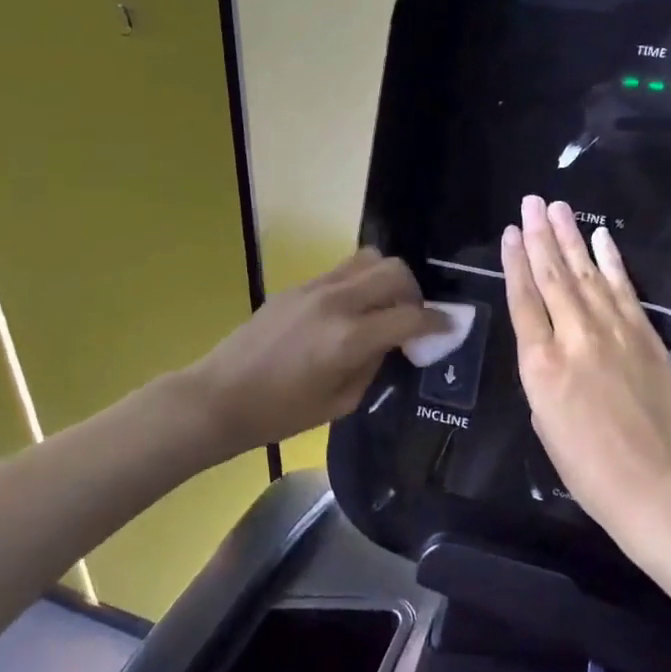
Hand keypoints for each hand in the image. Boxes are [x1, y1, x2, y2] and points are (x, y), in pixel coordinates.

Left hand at [187, 249, 445, 453]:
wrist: (221, 395)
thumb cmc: (280, 412)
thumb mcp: (340, 402)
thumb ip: (373, 365)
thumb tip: (391, 342)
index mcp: (348, 339)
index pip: (410, 317)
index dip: (437, 322)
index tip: (449, 328)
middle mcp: (336, 302)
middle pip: (394, 272)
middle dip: (415, 293)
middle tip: (412, 319)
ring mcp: (314, 288)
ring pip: (368, 259)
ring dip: (387, 279)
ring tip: (384, 308)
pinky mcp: (297, 286)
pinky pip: (342, 270)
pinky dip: (361, 282)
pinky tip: (354, 310)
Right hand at [502, 196, 670, 536]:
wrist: (659, 487)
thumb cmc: (588, 469)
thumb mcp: (544, 423)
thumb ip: (542, 376)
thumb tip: (550, 349)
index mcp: (540, 364)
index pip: (523, 299)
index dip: (515, 262)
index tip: (511, 232)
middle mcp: (574, 337)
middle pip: (552, 277)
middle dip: (540, 236)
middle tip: (531, 202)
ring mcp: (614, 332)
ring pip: (586, 274)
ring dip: (571, 238)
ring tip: (558, 208)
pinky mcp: (646, 335)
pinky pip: (624, 289)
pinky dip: (612, 261)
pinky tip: (601, 239)